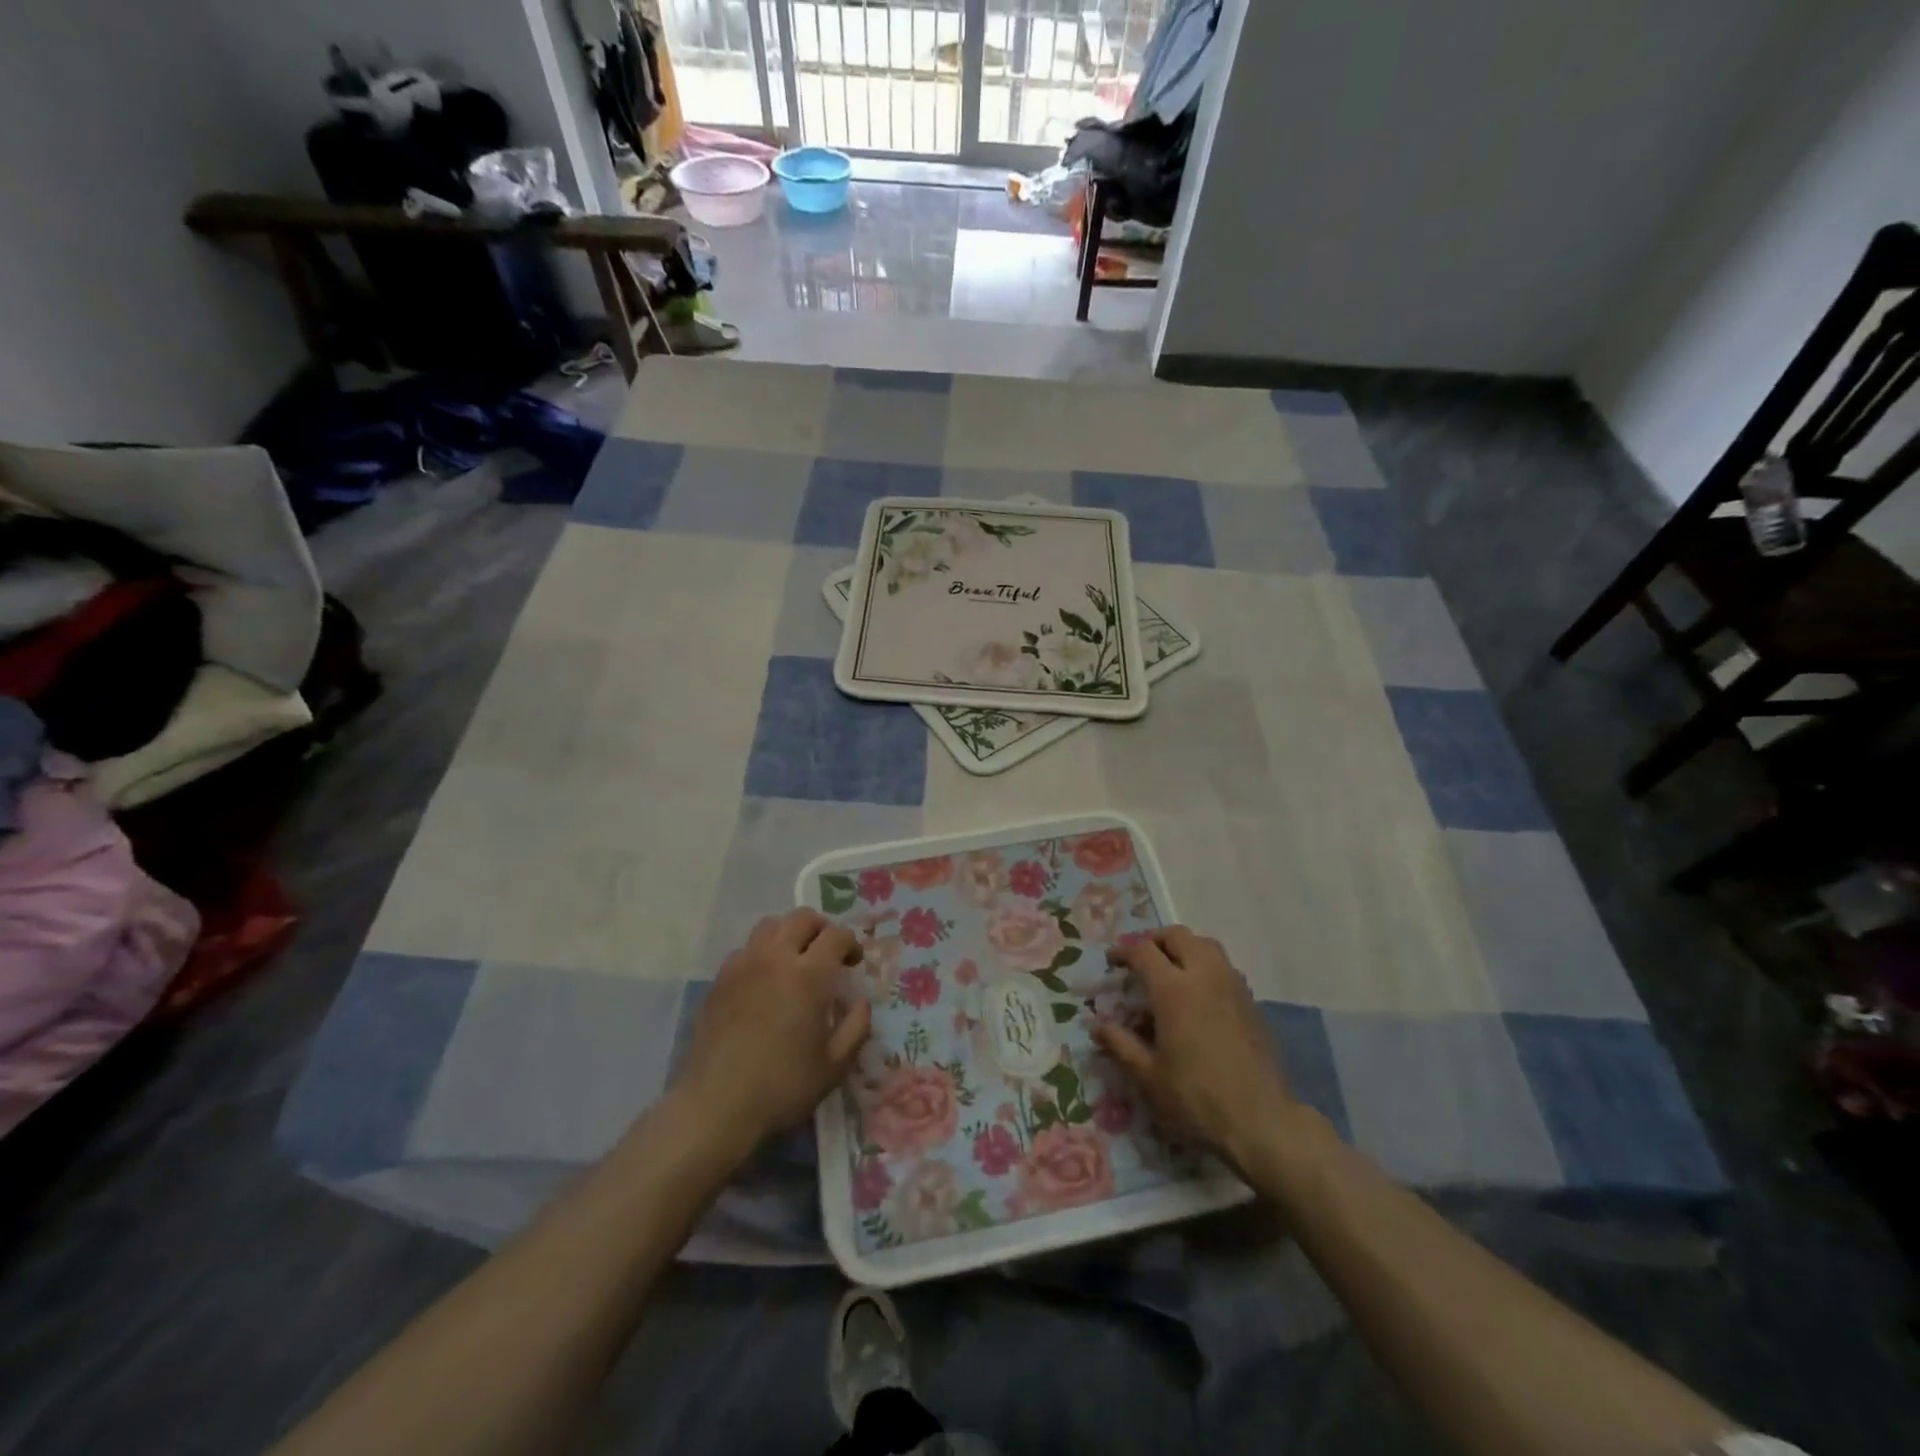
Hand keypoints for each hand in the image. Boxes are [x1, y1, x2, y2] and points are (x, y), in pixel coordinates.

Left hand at [672, 909, 871, 1151]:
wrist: (716, 1106)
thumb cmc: (782, 1087)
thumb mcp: (834, 1066)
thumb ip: (856, 1028)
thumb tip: (861, 1003)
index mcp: (809, 975)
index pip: (836, 936)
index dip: (851, 943)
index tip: (854, 962)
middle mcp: (776, 958)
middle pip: (802, 918)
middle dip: (821, 928)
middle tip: (827, 953)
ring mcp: (743, 965)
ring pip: (770, 925)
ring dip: (789, 933)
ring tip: (795, 958)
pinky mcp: (719, 980)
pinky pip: (745, 949)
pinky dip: (761, 953)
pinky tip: (763, 980)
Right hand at [1095, 926, 1298, 1171]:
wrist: (1261, 1121)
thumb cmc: (1196, 1098)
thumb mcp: (1148, 1076)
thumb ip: (1121, 1045)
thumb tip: (1097, 1027)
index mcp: (1173, 989)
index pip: (1143, 951)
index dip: (1124, 951)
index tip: (1113, 961)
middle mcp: (1204, 976)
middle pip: (1178, 936)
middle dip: (1155, 941)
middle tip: (1141, 960)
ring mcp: (1232, 986)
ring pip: (1206, 945)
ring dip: (1184, 948)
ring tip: (1171, 971)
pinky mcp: (1251, 1002)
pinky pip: (1224, 967)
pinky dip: (1206, 966)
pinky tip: (1199, 995)